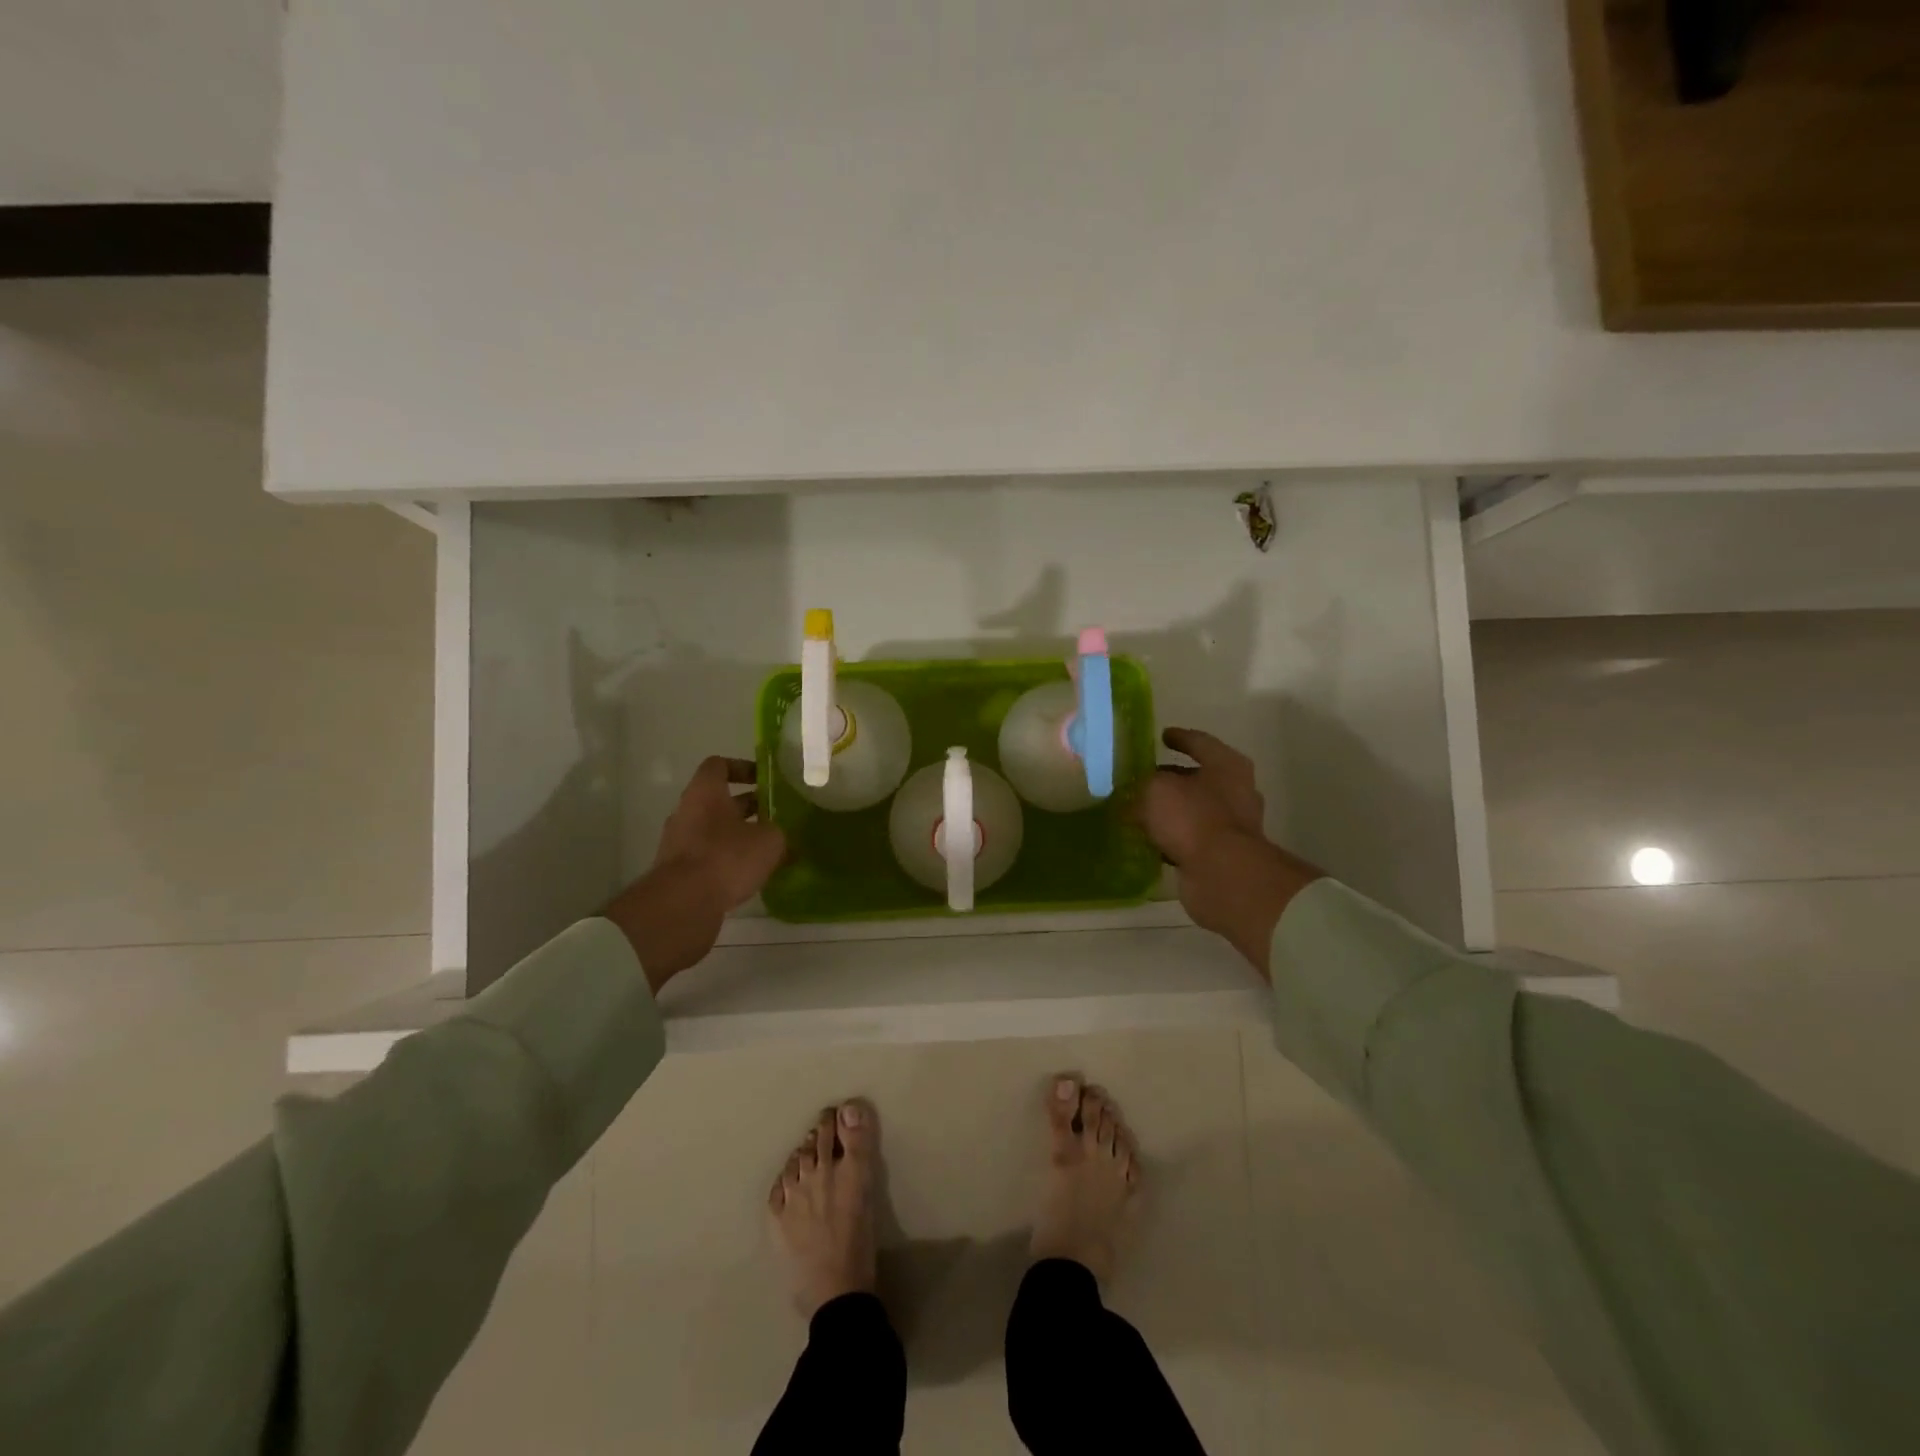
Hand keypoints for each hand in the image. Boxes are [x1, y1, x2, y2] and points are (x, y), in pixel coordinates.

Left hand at [604, 757, 785, 990]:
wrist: (683, 904)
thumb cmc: (727, 857)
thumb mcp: (769, 841)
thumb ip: (779, 833)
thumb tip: (784, 838)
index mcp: (705, 792)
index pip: (719, 765)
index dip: (743, 768)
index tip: (765, 780)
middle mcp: (687, 811)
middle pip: (719, 800)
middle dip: (748, 807)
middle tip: (776, 817)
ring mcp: (679, 842)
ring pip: (715, 830)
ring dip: (740, 835)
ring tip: (769, 849)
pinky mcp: (679, 871)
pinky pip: (708, 856)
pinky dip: (728, 860)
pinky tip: (751, 874)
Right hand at [1140, 728, 1320, 976]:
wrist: (1222, 874)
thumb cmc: (1192, 817)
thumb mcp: (1156, 790)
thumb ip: (1142, 785)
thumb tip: (1133, 796)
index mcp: (1226, 765)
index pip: (1199, 742)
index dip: (1179, 738)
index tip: (1162, 737)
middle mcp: (1235, 791)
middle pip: (1198, 778)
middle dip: (1171, 778)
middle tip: (1142, 778)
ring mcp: (1232, 825)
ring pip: (1193, 810)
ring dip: (1171, 811)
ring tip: (1139, 810)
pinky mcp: (1222, 853)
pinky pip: (1190, 838)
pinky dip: (1172, 837)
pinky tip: (1149, 838)